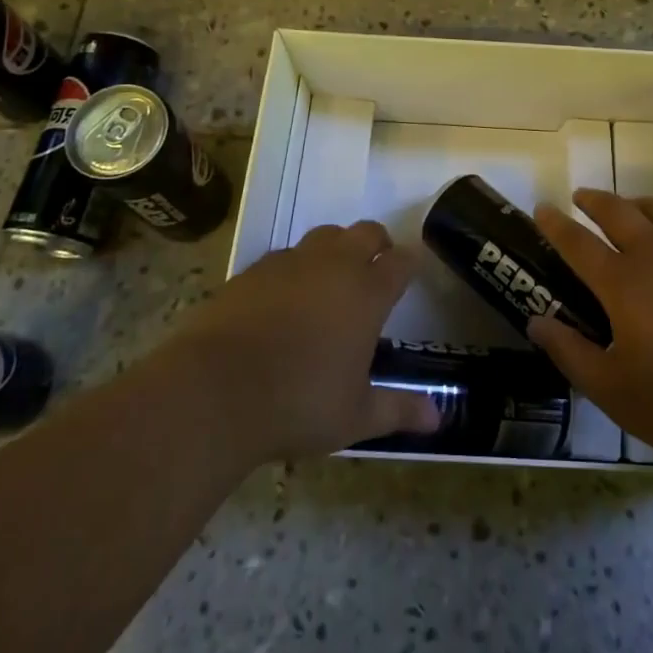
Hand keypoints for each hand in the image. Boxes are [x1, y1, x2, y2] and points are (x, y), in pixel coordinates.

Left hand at [171, 221, 441, 462]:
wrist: (214, 391)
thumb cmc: (298, 404)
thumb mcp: (355, 416)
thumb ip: (398, 410)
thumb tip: (438, 420)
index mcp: (367, 293)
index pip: (401, 261)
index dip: (409, 264)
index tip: (410, 273)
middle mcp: (334, 265)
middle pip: (366, 232)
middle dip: (377, 244)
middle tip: (375, 269)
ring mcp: (291, 262)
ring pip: (325, 236)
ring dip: (336, 250)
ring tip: (330, 281)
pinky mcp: (253, 270)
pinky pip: (285, 256)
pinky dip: (295, 268)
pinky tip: (284, 298)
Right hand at [527, 189, 652, 468]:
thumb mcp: (615, 391)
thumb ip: (570, 353)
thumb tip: (537, 321)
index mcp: (623, 283)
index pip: (577, 242)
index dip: (555, 224)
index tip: (541, 208)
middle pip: (618, 211)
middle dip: (594, 201)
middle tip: (581, 197)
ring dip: (637, 206)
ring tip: (629, 210)